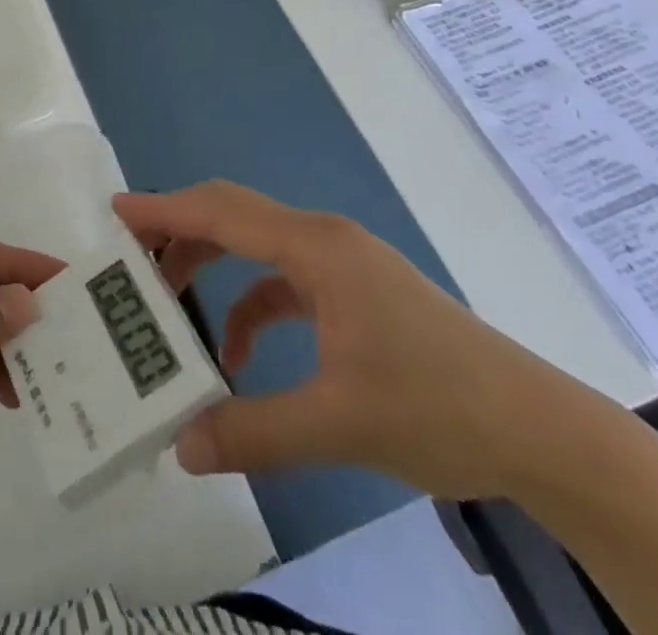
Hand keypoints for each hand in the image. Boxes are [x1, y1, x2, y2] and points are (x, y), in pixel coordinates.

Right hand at [116, 181, 595, 499]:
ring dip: (213, 269)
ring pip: (257, 248)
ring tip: (172, 305)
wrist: (541, 431)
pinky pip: (285, 282)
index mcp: (316, 248)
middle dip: (180, 235)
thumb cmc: (438, 407)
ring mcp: (343, 264)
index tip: (116, 214)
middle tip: (132, 262)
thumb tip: (181, 447)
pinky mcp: (356, 292)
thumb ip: (254, 431)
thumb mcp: (338, 423)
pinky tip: (242, 355)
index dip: (165, 210)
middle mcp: (324, 240)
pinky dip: (252, 305)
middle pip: (234, 218)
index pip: (221, 212)